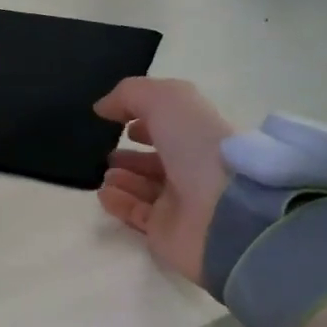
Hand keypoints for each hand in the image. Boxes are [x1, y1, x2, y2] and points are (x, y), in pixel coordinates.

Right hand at [93, 78, 234, 284]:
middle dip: (131, 155)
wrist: (223, 211)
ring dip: (122, 178)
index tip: (121, 122)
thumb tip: (102, 107)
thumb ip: (130, 95)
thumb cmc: (198, 146)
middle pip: (157, 161)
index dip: (147, 121)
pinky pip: (137, 214)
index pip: (171, 127)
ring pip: (144, 188)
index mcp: (199, 135)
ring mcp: (180, 203)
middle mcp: (192, 169)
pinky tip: (104, 192)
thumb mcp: (166, 100)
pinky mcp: (166, 232)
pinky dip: (119, 202)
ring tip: (105, 173)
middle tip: (106, 152)